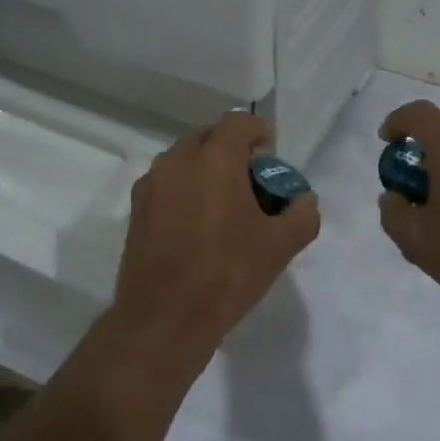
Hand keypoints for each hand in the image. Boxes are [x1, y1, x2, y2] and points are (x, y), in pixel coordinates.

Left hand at [111, 112, 321, 364]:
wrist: (164, 319)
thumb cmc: (227, 274)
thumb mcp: (281, 246)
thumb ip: (302, 214)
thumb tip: (304, 200)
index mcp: (214, 159)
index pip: (238, 121)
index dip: (259, 133)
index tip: (270, 160)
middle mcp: (178, 160)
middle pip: (209, 137)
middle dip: (232, 151)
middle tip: (250, 184)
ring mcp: (151, 184)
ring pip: (184, 160)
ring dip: (206, 170)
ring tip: (222, 206)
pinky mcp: (135, 209)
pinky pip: (166, 184)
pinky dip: (184, 190)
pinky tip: (195, 226)